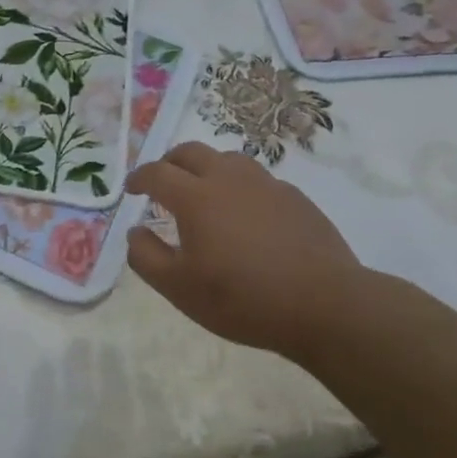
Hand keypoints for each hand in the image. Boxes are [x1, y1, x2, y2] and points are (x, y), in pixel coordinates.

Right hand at [126, 142, 365, 361]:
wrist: (325, 305)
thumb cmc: (242, 298)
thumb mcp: (179, 288)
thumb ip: (146, 256)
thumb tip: (136, 231)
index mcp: (196, 197)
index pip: (157, 173)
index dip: (139, 178)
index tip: (131, 189)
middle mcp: (229, 179)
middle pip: (191, 152)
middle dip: (169, 163)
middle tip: (162, 183)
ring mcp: (267, 185)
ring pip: (228, 160)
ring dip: (207, 169)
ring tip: (204, 194)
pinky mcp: (296, 198)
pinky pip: (258, 180)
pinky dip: (240, 187)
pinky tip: (245, 216)